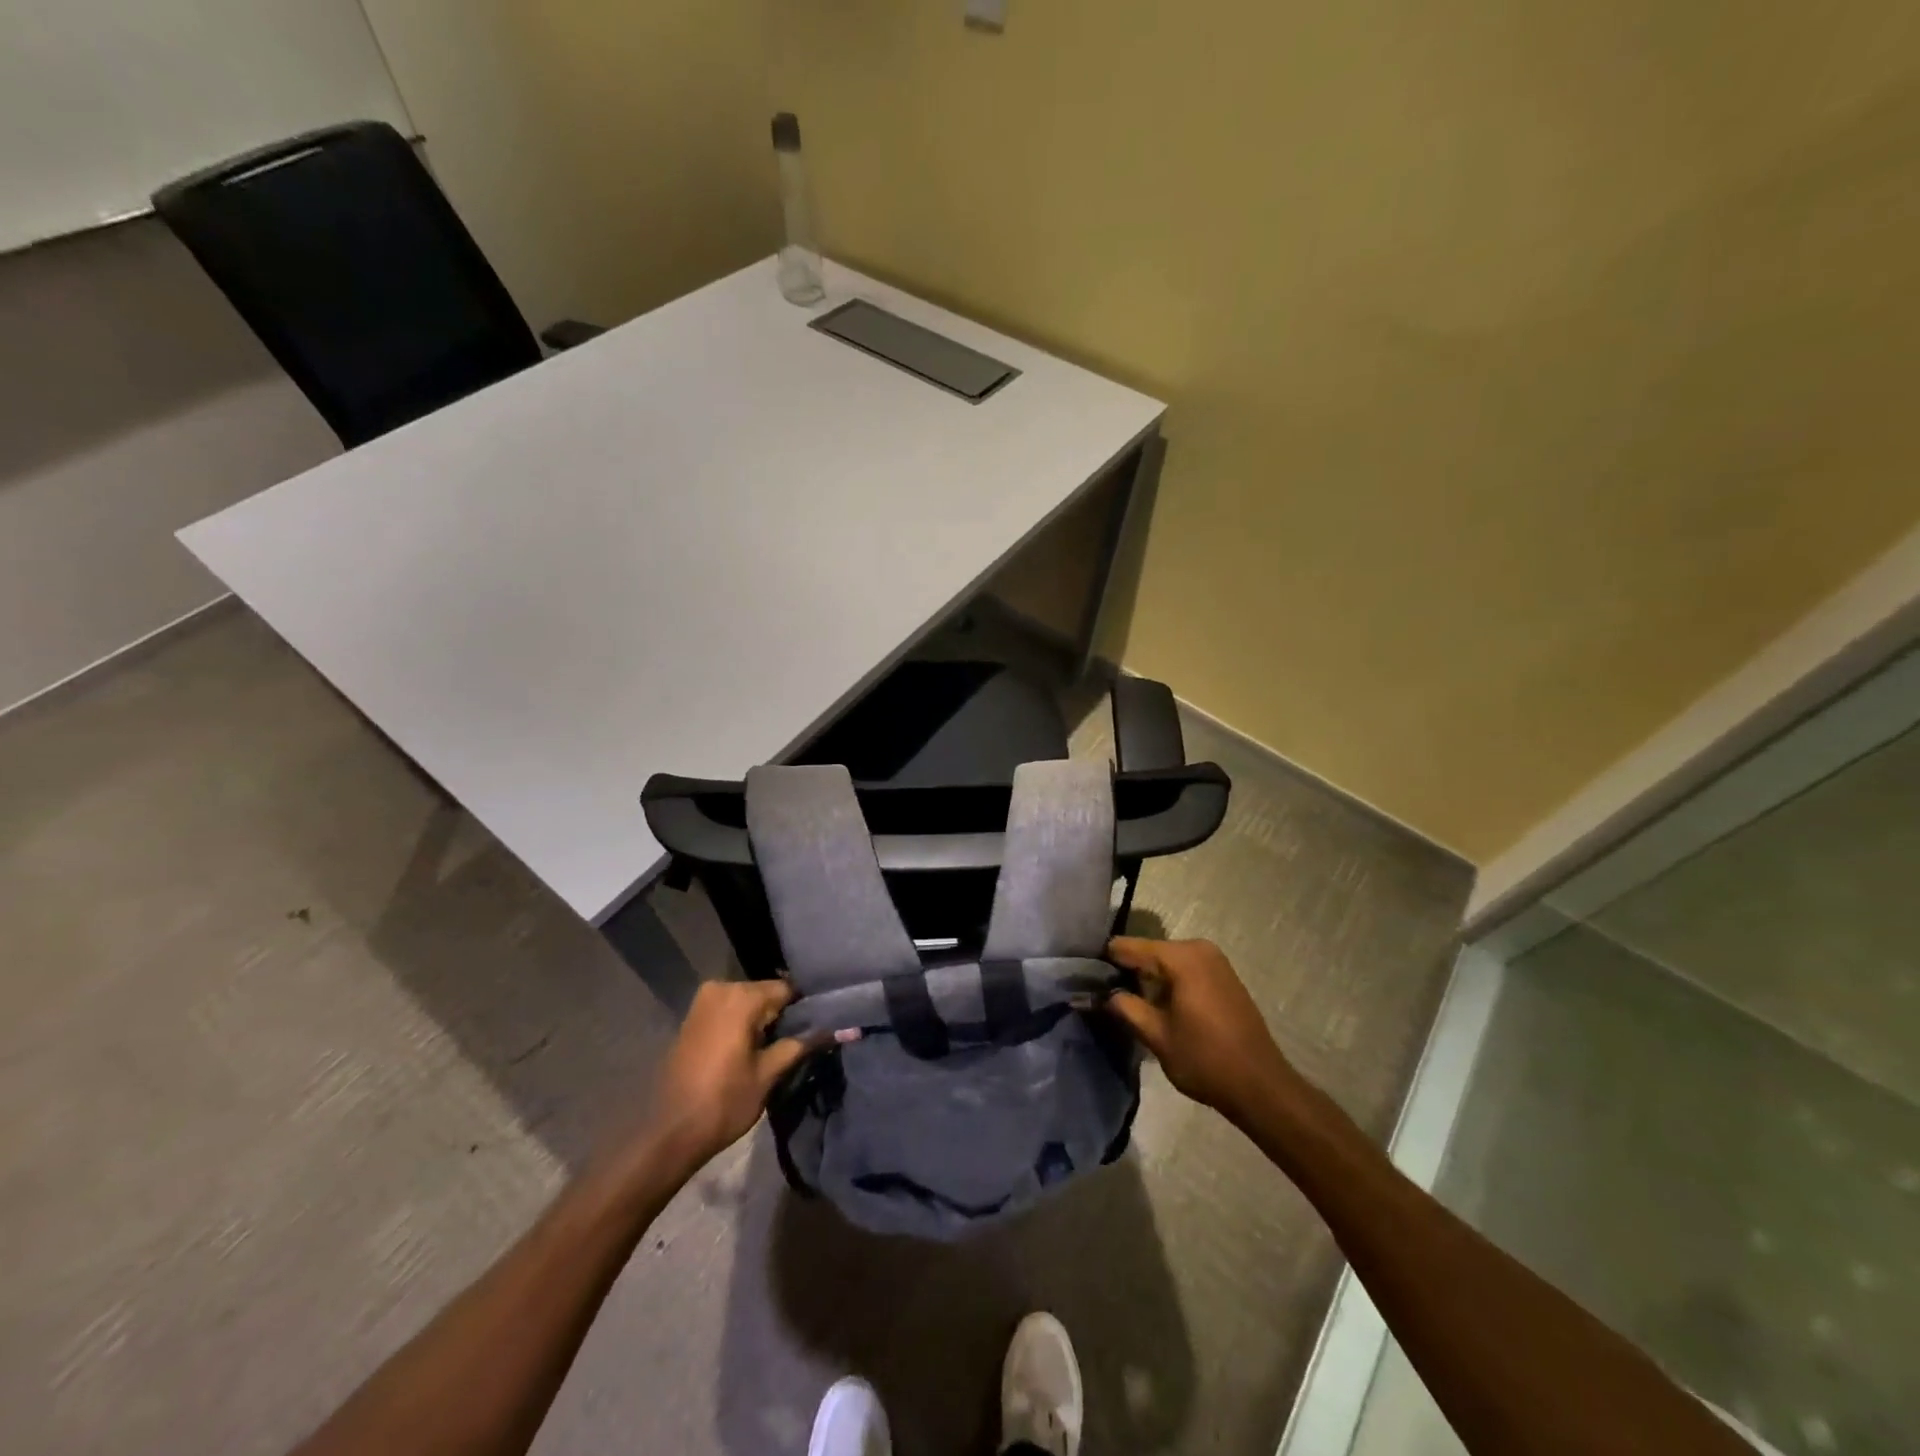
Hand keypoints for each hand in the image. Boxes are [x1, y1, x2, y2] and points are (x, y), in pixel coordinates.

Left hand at [643, 980, 813, 1171]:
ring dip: (763, 1018)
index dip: (805, 1007)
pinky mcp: (693, 1017)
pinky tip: (753, 1045)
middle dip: (783, 1013)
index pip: (787, 989)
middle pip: (766, 992)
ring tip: (780, 1044)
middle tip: (801, 1038)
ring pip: (747, 1001)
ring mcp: (702, 1001)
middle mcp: (721, 988)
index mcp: (741, 997)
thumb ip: (801, 1045)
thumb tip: (840, 1029)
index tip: (820, 1023)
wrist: (670, 1132)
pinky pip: (729, 1009)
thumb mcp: (769, 1074)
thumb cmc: (724, 1102)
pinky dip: (743, 1022)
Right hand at [1105, 937, 1295, 1123]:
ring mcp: (1215, 960)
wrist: (1261, 1086)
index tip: (1085, 978)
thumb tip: (1096, 994)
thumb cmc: (1205, 1059)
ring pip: (1167, 962)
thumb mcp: (1156, 1035)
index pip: (1128, 947)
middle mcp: (1198, 948)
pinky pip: (1185, 969)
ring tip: (1128, 1003)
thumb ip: (1124, 1007)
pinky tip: (1159, 1006)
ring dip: (1149, 979)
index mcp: (1181, 957)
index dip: (1105, 962)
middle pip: (1149, 952)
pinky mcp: (1224, 976)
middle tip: (1105, 996)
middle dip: (1128, 971)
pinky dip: (1169, 982)